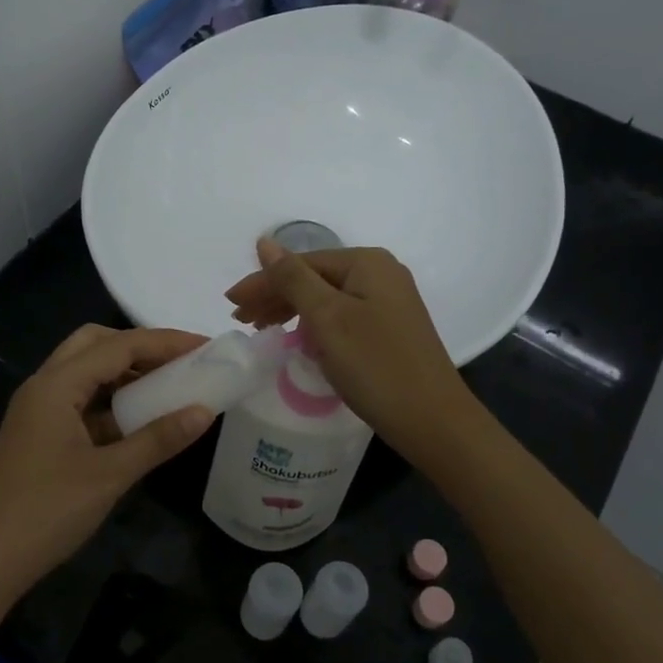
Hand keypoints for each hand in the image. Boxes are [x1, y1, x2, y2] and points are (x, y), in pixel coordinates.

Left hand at [0, 325, 214, 604]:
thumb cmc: (46, 512)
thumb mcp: (110, 475)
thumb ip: (158, 439)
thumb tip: (204, 411)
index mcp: (56, 385)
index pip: (118, 345)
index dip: (165, 342)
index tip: (205, 346)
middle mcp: (44, 387)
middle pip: (95, 345)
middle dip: (139, 347)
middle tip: (180, 362)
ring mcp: (38, 411)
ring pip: (86, 373)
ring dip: (125, 374)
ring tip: (168, 387)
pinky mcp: (40, 435)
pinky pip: (81, 403)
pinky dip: (111, 403)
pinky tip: (139, 422)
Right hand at [225, 240, 475, 462]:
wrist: (432, 420)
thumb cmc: (375, 365)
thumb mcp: (327, 318)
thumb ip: (292, 278)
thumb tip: (264, 242)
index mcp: (367, 263)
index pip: (301, 264)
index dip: (263, 282)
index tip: (230, 304)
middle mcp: (381, 274)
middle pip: (314, 278)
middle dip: (275, 296)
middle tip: (241, 320)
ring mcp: (388, 302)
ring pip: (326, 299)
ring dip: (291, 311)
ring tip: (262, 328)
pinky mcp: (389, 329)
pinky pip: (341, 317)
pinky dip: (315, 326)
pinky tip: (299, 339)